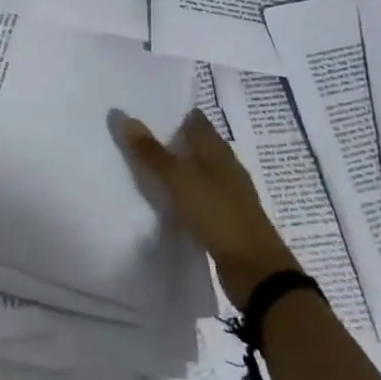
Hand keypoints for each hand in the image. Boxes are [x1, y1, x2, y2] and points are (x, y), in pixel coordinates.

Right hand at [121, 109, 298, 307]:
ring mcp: (228, 194)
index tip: (147, 110)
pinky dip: (183, 193)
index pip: (196, 121)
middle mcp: (226, 167)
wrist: (255, 269)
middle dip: (173, 140)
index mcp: (218, 151)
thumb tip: (125, 117)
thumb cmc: (218, 214)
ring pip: (199, 172)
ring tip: (146, 166)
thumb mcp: (180, 180)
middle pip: (198, 145)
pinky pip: (199, 197)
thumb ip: (152, 153)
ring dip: (178, 168)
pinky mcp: (225, 219)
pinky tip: (167, 200)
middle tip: (138, 137)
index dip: (175, 113)